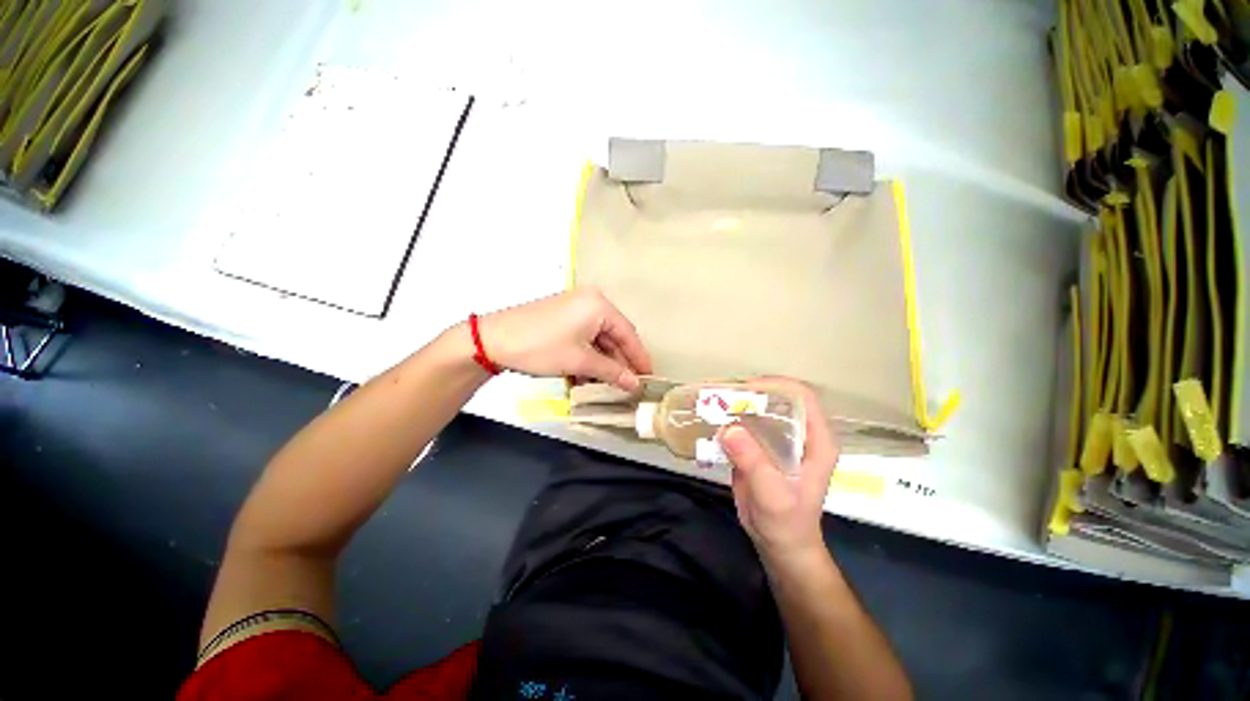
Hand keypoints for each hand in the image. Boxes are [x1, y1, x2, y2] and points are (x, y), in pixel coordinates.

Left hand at [478, 288, 652, 390]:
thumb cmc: (541, 347)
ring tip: (607, 386)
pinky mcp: (562, 319)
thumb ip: (611, 372)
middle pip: (613, 336)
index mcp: (599, 305)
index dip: (639, 358)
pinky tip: (586, 378)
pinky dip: (587, 358)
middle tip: (628, 386)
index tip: (648, 378)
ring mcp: (574, 309)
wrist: (492, 341)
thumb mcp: (580, 361)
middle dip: (619, 363)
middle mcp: (590, 302)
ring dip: (601, 363)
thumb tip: (635, 385)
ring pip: (597, 340)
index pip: (628, 333)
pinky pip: (583, 339)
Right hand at [720, 379, 837, 565]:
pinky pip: (744, 425)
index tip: (747, 390)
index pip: (802, 398)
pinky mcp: (759, 447)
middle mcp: (799, 434)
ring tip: (711, 405)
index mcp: (816, 440)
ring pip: (758, 410)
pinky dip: (728, 420)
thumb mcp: (773, 496)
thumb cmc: (787, 523)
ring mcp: (778, 439)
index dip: (777, 386)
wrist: (778, 544)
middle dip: (751, 393)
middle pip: (777, 399)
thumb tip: (729, 428)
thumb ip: (754, 462)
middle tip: (722, 396)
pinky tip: (711, 421)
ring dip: (736, 405)